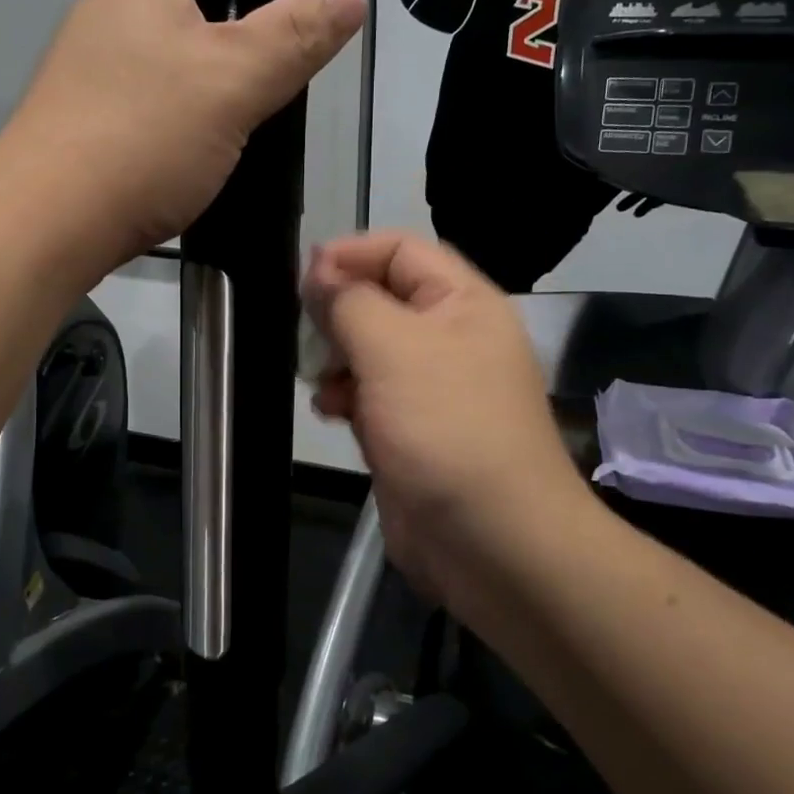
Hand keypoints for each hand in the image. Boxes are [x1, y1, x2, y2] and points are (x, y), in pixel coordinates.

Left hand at [3, 0, 366, 271]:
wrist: (48, 223)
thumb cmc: (146, 134)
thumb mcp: (236, 81)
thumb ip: (294, 38)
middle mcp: (95, 21)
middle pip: (158, 4)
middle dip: (205, 32)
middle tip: (250, 76)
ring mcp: (74, 82)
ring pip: (143, 66)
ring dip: (181, 88)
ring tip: (223, 129)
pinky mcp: (68, 134)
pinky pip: (126, 115)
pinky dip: (154, 131)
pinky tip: (178, 167)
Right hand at [301, 232, 591, 613]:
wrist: (491, 542)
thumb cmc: (447, 429)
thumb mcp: (394, 349)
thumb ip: (350, 302)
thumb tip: (318, 270)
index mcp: (463, 304)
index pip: (402, 251)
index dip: (352, 254)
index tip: (302, 276)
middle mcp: (450, 339)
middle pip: (382, 299)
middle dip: (339, 310)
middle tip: (306, 331)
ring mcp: (430, 389)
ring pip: (369, 350)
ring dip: (336, 357)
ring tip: (321, 379)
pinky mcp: (411, 431)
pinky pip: (369, 395)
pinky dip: (345, 397)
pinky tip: (331, 411)